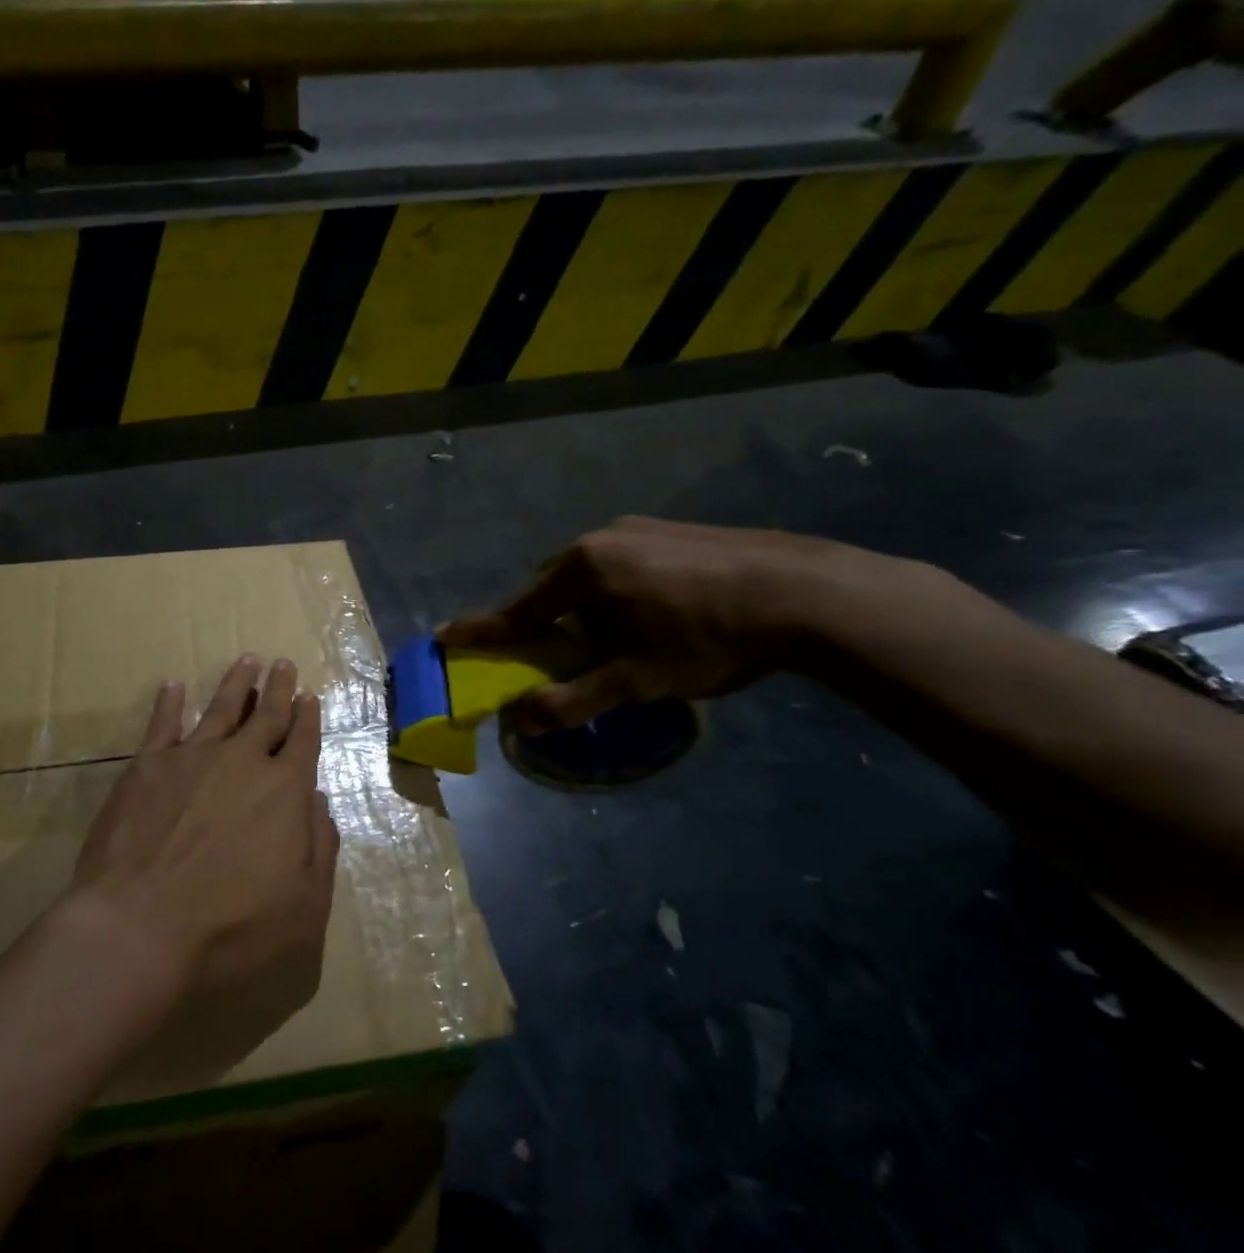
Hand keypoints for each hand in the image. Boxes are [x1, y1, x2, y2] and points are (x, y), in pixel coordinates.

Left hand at [69, 655, 337, 1011]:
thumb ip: (319, 846)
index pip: (303, 742)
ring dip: (235, 683)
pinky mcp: (146, 767)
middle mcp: (241, 762)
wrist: (139, 927)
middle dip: (278, 689)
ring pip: (220, 709)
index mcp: (284, 790)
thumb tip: (317, 799)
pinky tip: (173, 686)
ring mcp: (191, 758)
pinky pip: (161, 724)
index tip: (309, 695)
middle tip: (283, 664)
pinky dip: (168, 702)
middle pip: (266, 716)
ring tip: (246, 660)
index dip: (308, 718)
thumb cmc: (232, 927)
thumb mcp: (305, 904)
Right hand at [438, 516, 900, 732]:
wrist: (808, 592)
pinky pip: (620, 564)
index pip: (516, 609)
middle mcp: (600, 539)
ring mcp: (638, 529)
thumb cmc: (706, 637)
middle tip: (551, 654)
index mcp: (581, 570)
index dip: (480, 629)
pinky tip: (650, 614)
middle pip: (551, 588)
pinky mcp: (672, 531)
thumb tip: (519, 723)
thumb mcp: (635, 680)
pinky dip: (614, 592)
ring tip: (610, 639)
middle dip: (543, 622)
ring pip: (588, 575)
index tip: (444, 636)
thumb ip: (572, 702)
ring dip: (583, 607)